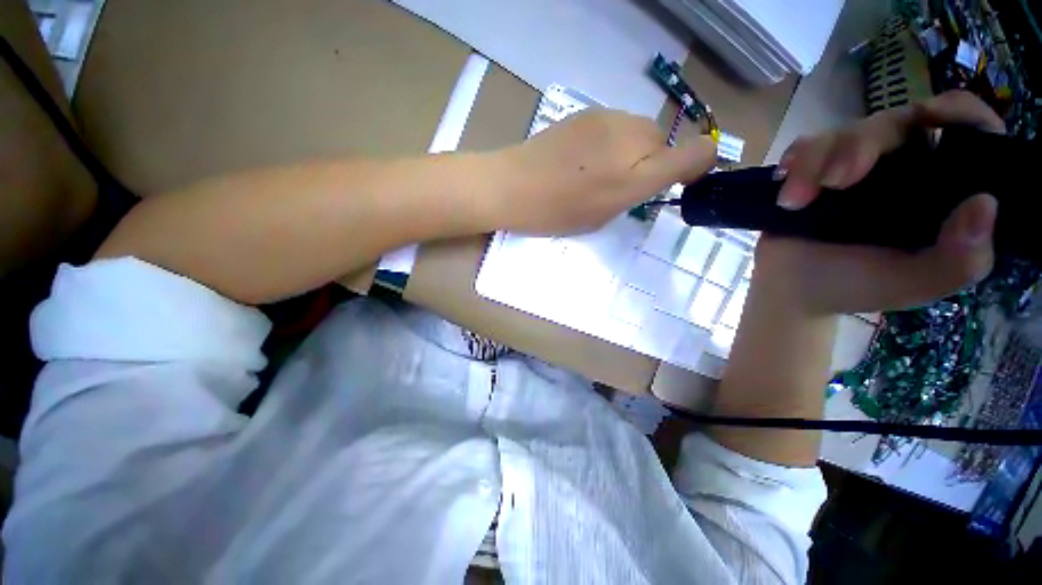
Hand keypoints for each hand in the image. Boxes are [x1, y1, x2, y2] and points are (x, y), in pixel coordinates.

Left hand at [493, 108, 715, 234]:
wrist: (512, 185)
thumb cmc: (556, 212)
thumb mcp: (603, 216)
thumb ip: (637, 193)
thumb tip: (654, 174)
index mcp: (638, 173)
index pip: (697, 153)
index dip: (698, 166)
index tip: (677, 182)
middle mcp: (632, 136)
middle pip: (663, 141)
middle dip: (652, 162)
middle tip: (620, 185)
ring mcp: (608, 118)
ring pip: (638, 131)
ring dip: (630, 150)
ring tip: (596, 171)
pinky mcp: (587, 112)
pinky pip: (615, 125)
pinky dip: (610, 141)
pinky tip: (583, 157)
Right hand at [762, 90, 1004, 314]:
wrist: (790, 292)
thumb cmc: (856, 287)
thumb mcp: (917, 284)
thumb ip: (962, 259)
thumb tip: (985, 203)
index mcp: (940, 190)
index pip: (967, 132)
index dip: (959, 114)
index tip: (934, 118)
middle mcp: (902, 168)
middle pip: (895, 124)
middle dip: (862, 146)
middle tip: (836, 182)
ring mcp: (854, 167)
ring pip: (844, 132)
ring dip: (815, 163)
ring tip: (794, 202)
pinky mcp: (813, 171)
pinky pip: (806, 146)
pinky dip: (796, 160)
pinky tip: (783, 182)